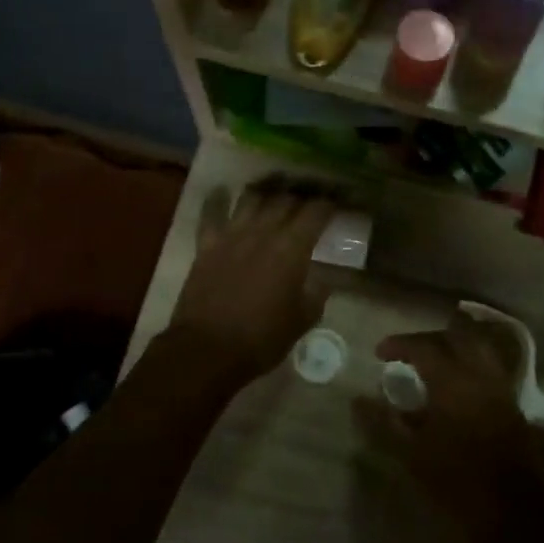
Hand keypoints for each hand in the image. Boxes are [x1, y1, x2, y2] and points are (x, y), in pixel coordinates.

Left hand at [167, 180, 337, 386]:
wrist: (208, 349)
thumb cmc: (262, 338)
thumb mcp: (302, 320)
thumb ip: (317, 294)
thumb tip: (323, 279)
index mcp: (292, 249)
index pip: (316, 212)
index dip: (330, 203)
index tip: (338, 202)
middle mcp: (263, 232)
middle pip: (285, 199)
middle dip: (302, 195)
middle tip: (310, 199)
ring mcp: (231, 235)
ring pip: (251, 198)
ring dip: (267, 193)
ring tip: (275, 194)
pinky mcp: (206, 245)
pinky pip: (211, 213)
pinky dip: (218, 200)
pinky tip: (222, 192)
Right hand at [363, 314, 543, 542]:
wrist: (513, 514)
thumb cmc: (456, 484)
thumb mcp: (411, 455)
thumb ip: (384, 423)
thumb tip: (358, 400)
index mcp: (453, 382)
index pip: (424, 346)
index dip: (399, 344)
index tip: (379, 353)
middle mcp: (480, 376)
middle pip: (456, 337)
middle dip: (428, 338)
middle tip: (406, 352)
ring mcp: (501, 388)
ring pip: (478, 348)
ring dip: (453, 346)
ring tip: (431, 362)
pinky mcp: (513, 405)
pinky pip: (490, 367)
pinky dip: (470, 363)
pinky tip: (455, 385)